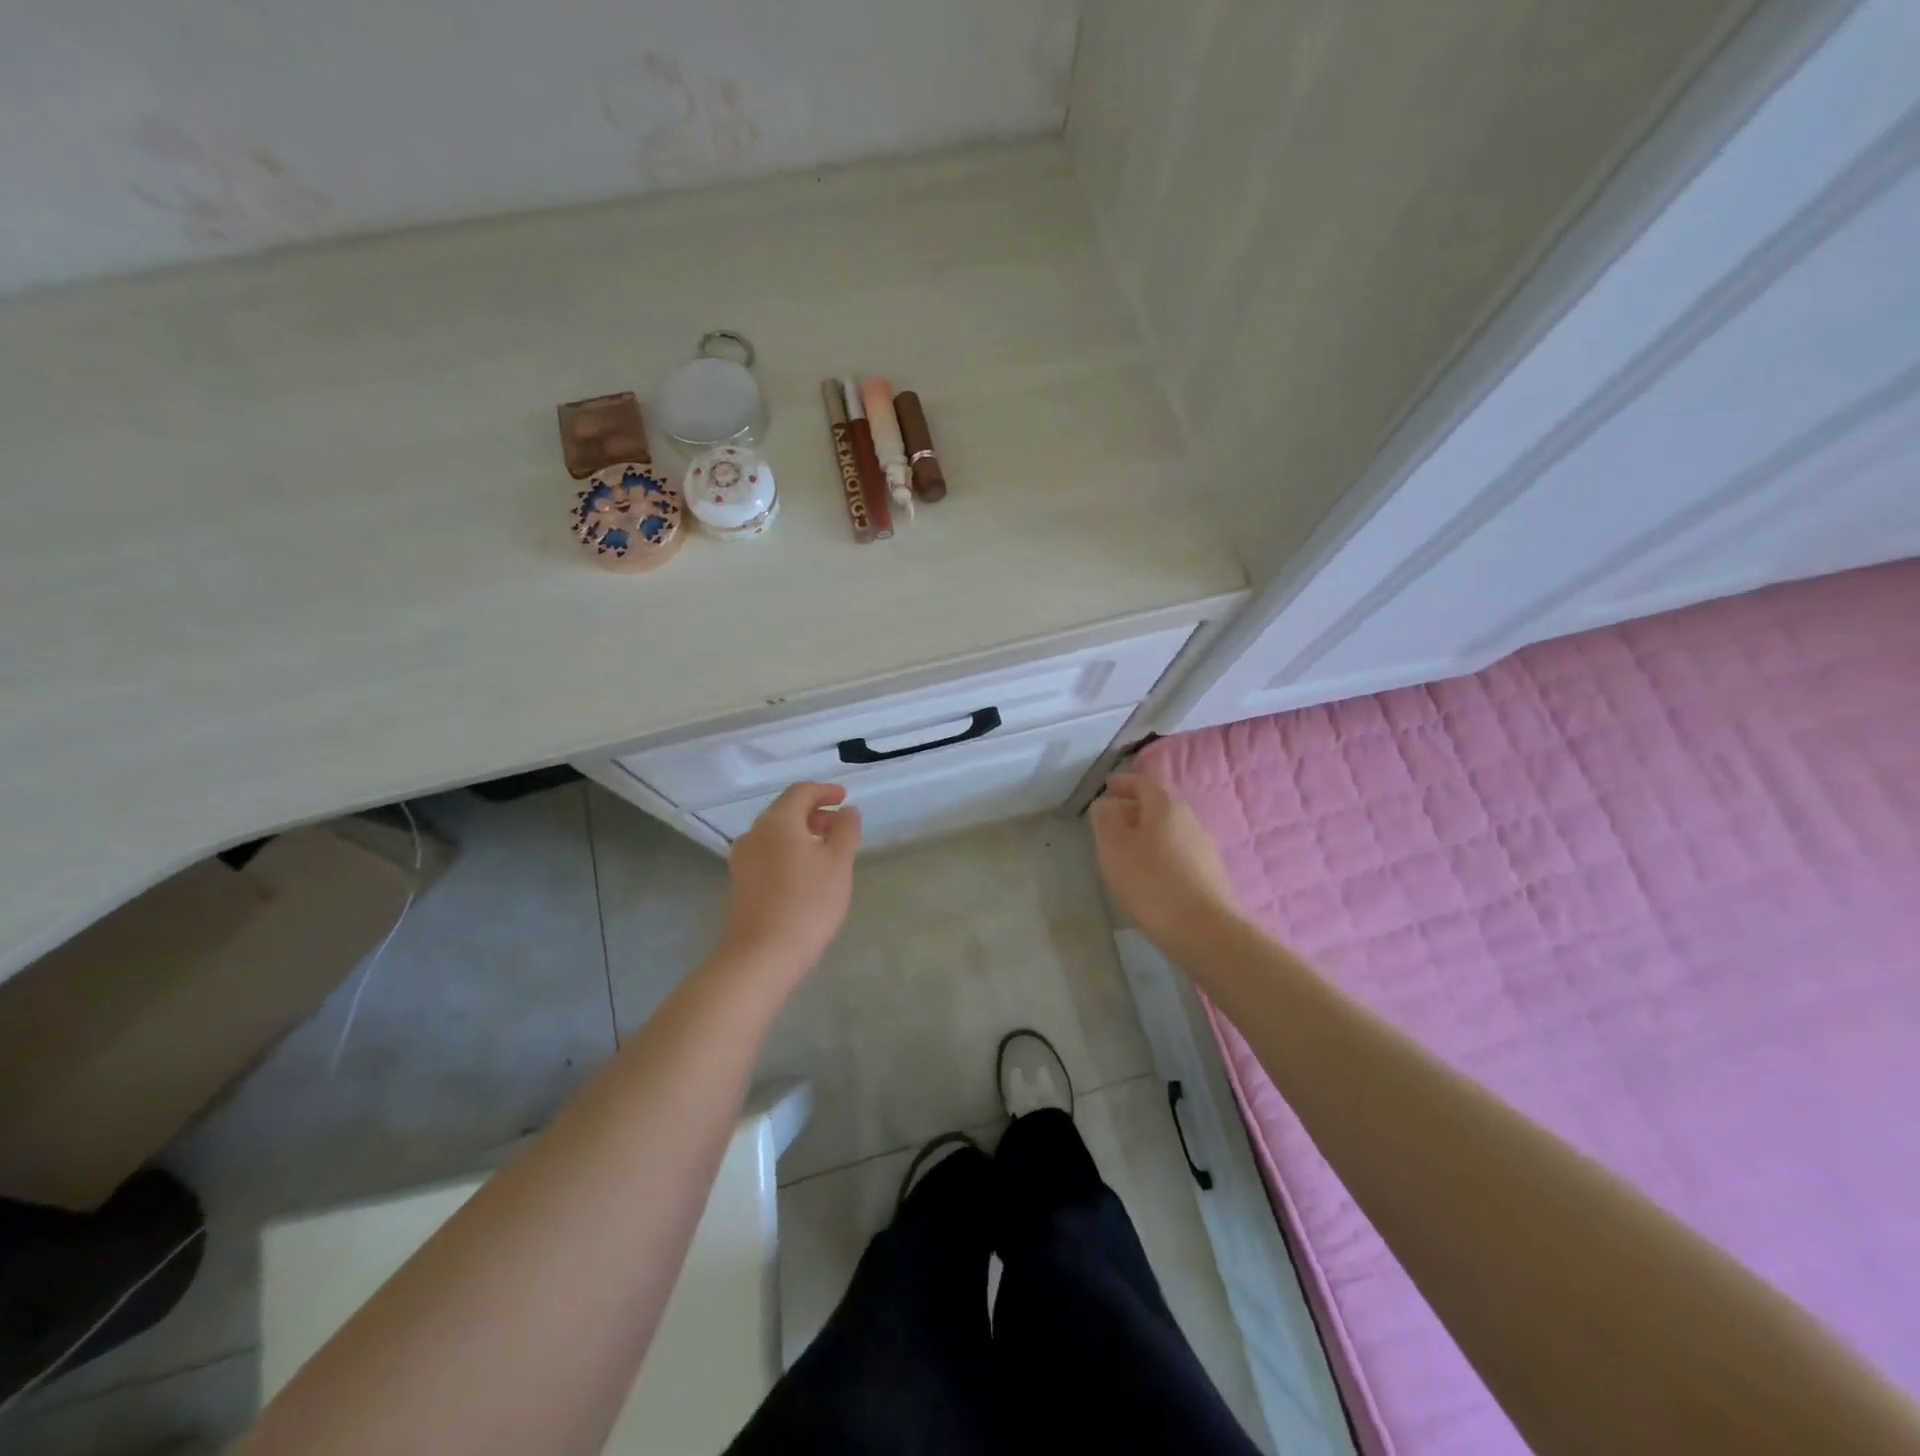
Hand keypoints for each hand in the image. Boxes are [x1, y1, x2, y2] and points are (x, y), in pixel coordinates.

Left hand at [718, 782, 861, 985]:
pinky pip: (767, 852)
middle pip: (785, 811)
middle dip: (814, 812)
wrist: (763, 953)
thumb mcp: (838, 863)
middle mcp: (754, 833)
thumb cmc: (808, 902)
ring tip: (826, 849)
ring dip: (801, 832)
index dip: (825, 791)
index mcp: (777, 821)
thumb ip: (846, 830)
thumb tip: (848, 811)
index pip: (800, 792)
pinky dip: (788, 850)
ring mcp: (743, 858)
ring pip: (775, 833)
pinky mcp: (740, 881)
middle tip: (840, 825)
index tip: (844, 798)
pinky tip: (806, 871)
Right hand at [1088, 773, 1240, 953]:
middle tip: (1111, 821)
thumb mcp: (1114, 847)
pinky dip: (1161, 855)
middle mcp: (1190, 820)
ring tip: (1127, 851)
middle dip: (1134, 810)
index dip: (1123, 783)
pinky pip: (1179, 854)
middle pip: (1158, 807)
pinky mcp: (1211, 875)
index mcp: (1166, 806)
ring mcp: (1205, 848)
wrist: (1204, 930)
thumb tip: (1105, 804)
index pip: (1143, 784)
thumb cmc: (1151, 882)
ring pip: (1169, 832)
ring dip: (1148, 835)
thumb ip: (1105, 820)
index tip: (1107, 786)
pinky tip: (1150, 875)